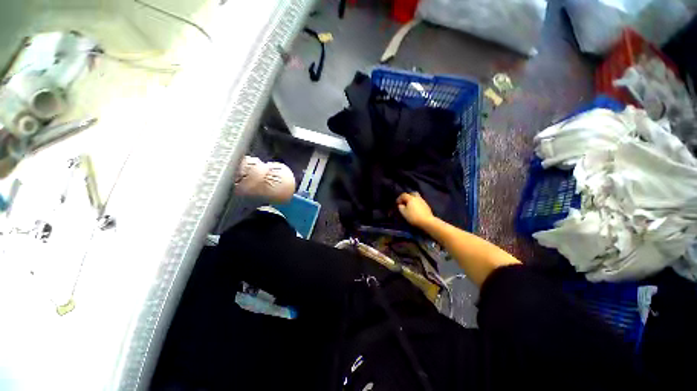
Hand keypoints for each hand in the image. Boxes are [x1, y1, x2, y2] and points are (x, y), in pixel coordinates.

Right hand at [396, 192, 435, 228]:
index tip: (397, 204)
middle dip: (408, 197)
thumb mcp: (404, 213)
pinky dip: (417, 204)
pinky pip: (420, 202)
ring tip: (411, 206)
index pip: (403, 195)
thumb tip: (401, 205)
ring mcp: (423, 201)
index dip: (399, 198)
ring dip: (413, 200)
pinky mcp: (427, 206)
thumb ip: (400, 207)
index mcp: (411, 198)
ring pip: (417, 198)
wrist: (427, 221)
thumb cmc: (413, 217)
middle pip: (412, 193)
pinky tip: (416, 209)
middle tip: (405, 202)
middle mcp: (417, 198)